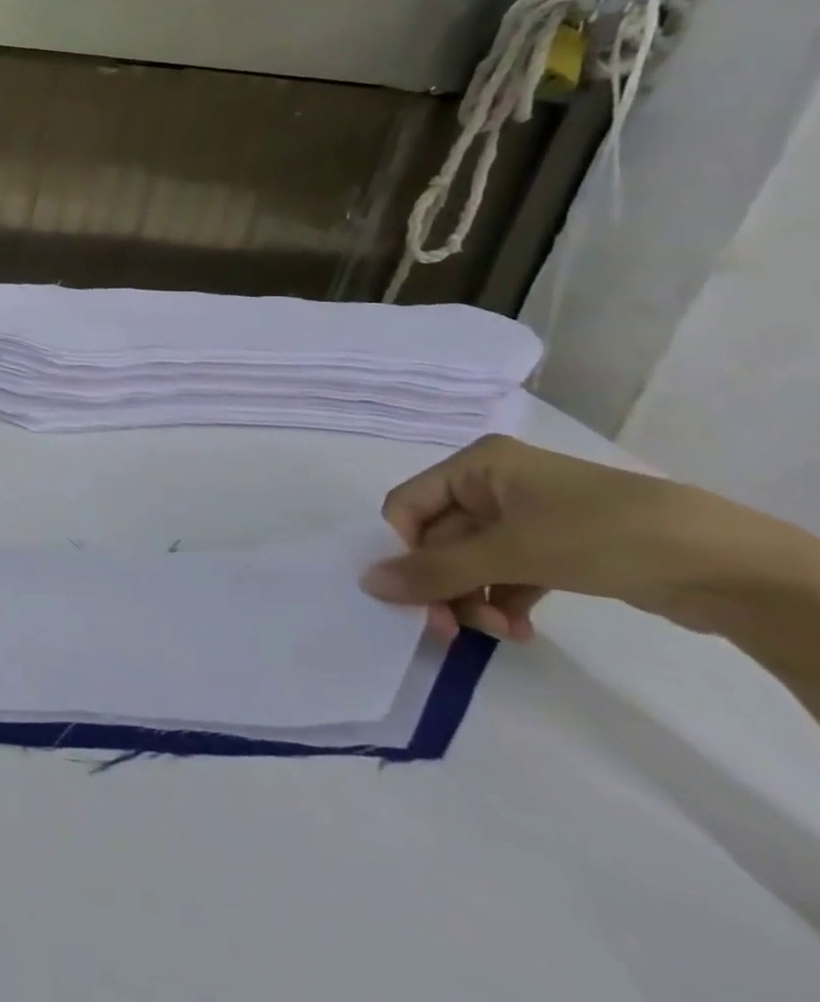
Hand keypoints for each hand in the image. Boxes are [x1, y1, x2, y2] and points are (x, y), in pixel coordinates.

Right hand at [358, 434, 794, 642]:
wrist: (730, 565)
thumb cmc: (600, 534)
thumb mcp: (511, 551)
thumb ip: (435, 569)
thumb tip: (367, 583)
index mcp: (475, 464)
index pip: (408, 506)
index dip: (405, 550)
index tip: (421, 599)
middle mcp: (493, 484)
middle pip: (439, 537)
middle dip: (446, 585)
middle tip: (456, 630)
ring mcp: (527, 517)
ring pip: (472, 560)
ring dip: (474, 598)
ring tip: (501, 632)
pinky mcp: (557, 548)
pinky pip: (506, 573)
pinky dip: (504, 600)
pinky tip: (519, 629)